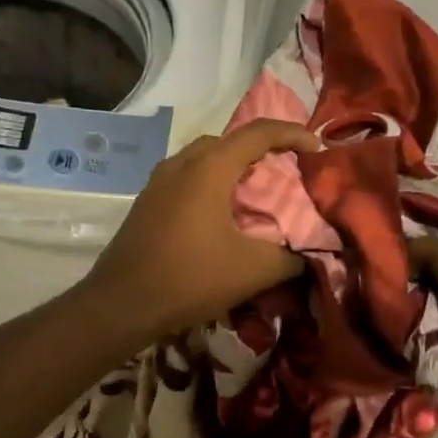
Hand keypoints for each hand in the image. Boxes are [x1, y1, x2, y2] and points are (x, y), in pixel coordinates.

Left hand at [82, 119, 320, 346]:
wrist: (121, 304)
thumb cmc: (190, 278)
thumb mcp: (253, 271)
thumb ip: (291, 258)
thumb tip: (312, 255)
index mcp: (209, 168)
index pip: (258, 133)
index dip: (293, 133)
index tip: (316, 149)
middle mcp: (181, 164)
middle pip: (229, 140)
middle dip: (262, 148)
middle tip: (287, 169)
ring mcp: (158, 181)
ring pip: (203, 157)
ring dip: (232, 165)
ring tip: (255, 190)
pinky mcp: (146, 201)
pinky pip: (186, 177)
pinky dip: (210, 182)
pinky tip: (220, 213)